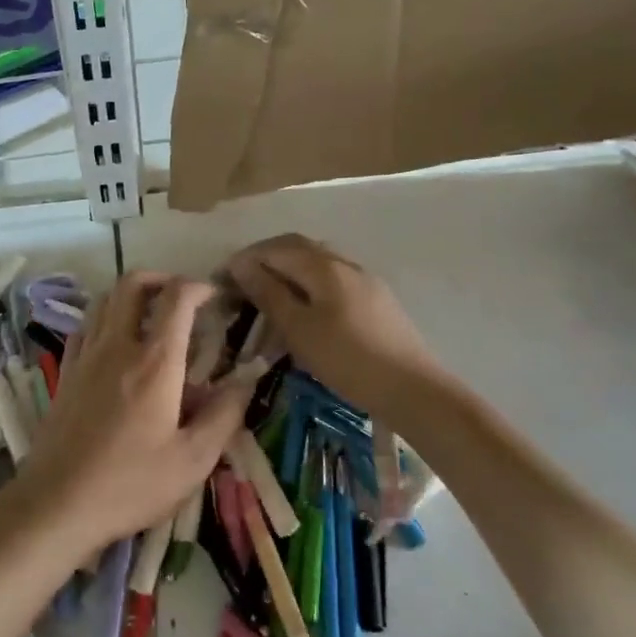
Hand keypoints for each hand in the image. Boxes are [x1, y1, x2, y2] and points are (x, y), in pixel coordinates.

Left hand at [21, 272, 257, 558]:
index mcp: (155, 362)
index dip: (199, 287)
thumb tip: (246, 380)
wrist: (57, 504)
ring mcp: (85, 356)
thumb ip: (224, 414)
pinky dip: (104, 319)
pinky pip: (85, 326)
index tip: (216, 296)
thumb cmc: (131, 484)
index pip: (177, 298)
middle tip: (182, 298)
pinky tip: (115, 344)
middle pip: (132, 284)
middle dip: (162, 279)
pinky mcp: (65, 373)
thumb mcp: (193, 460)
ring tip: (151, 316)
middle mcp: (117, 346)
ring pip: (104, 299)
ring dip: (131, 295)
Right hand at [226, 234, 443, 413]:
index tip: (222, 278)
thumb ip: (268, 293)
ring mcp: (365, 279)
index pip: (275, 248)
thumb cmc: (348, 359)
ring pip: (318, 262)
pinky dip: (310, 284)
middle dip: (266, 258)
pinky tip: (306, 309)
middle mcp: (344, 263)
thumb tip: (241, 264)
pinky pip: (333, 279)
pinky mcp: (377, 299)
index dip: (246, 259)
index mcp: (323, 265)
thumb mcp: (298, 329)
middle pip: (298, 247)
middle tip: (243, 281)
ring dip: (289, 270)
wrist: (413, 389)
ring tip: (270, 295)